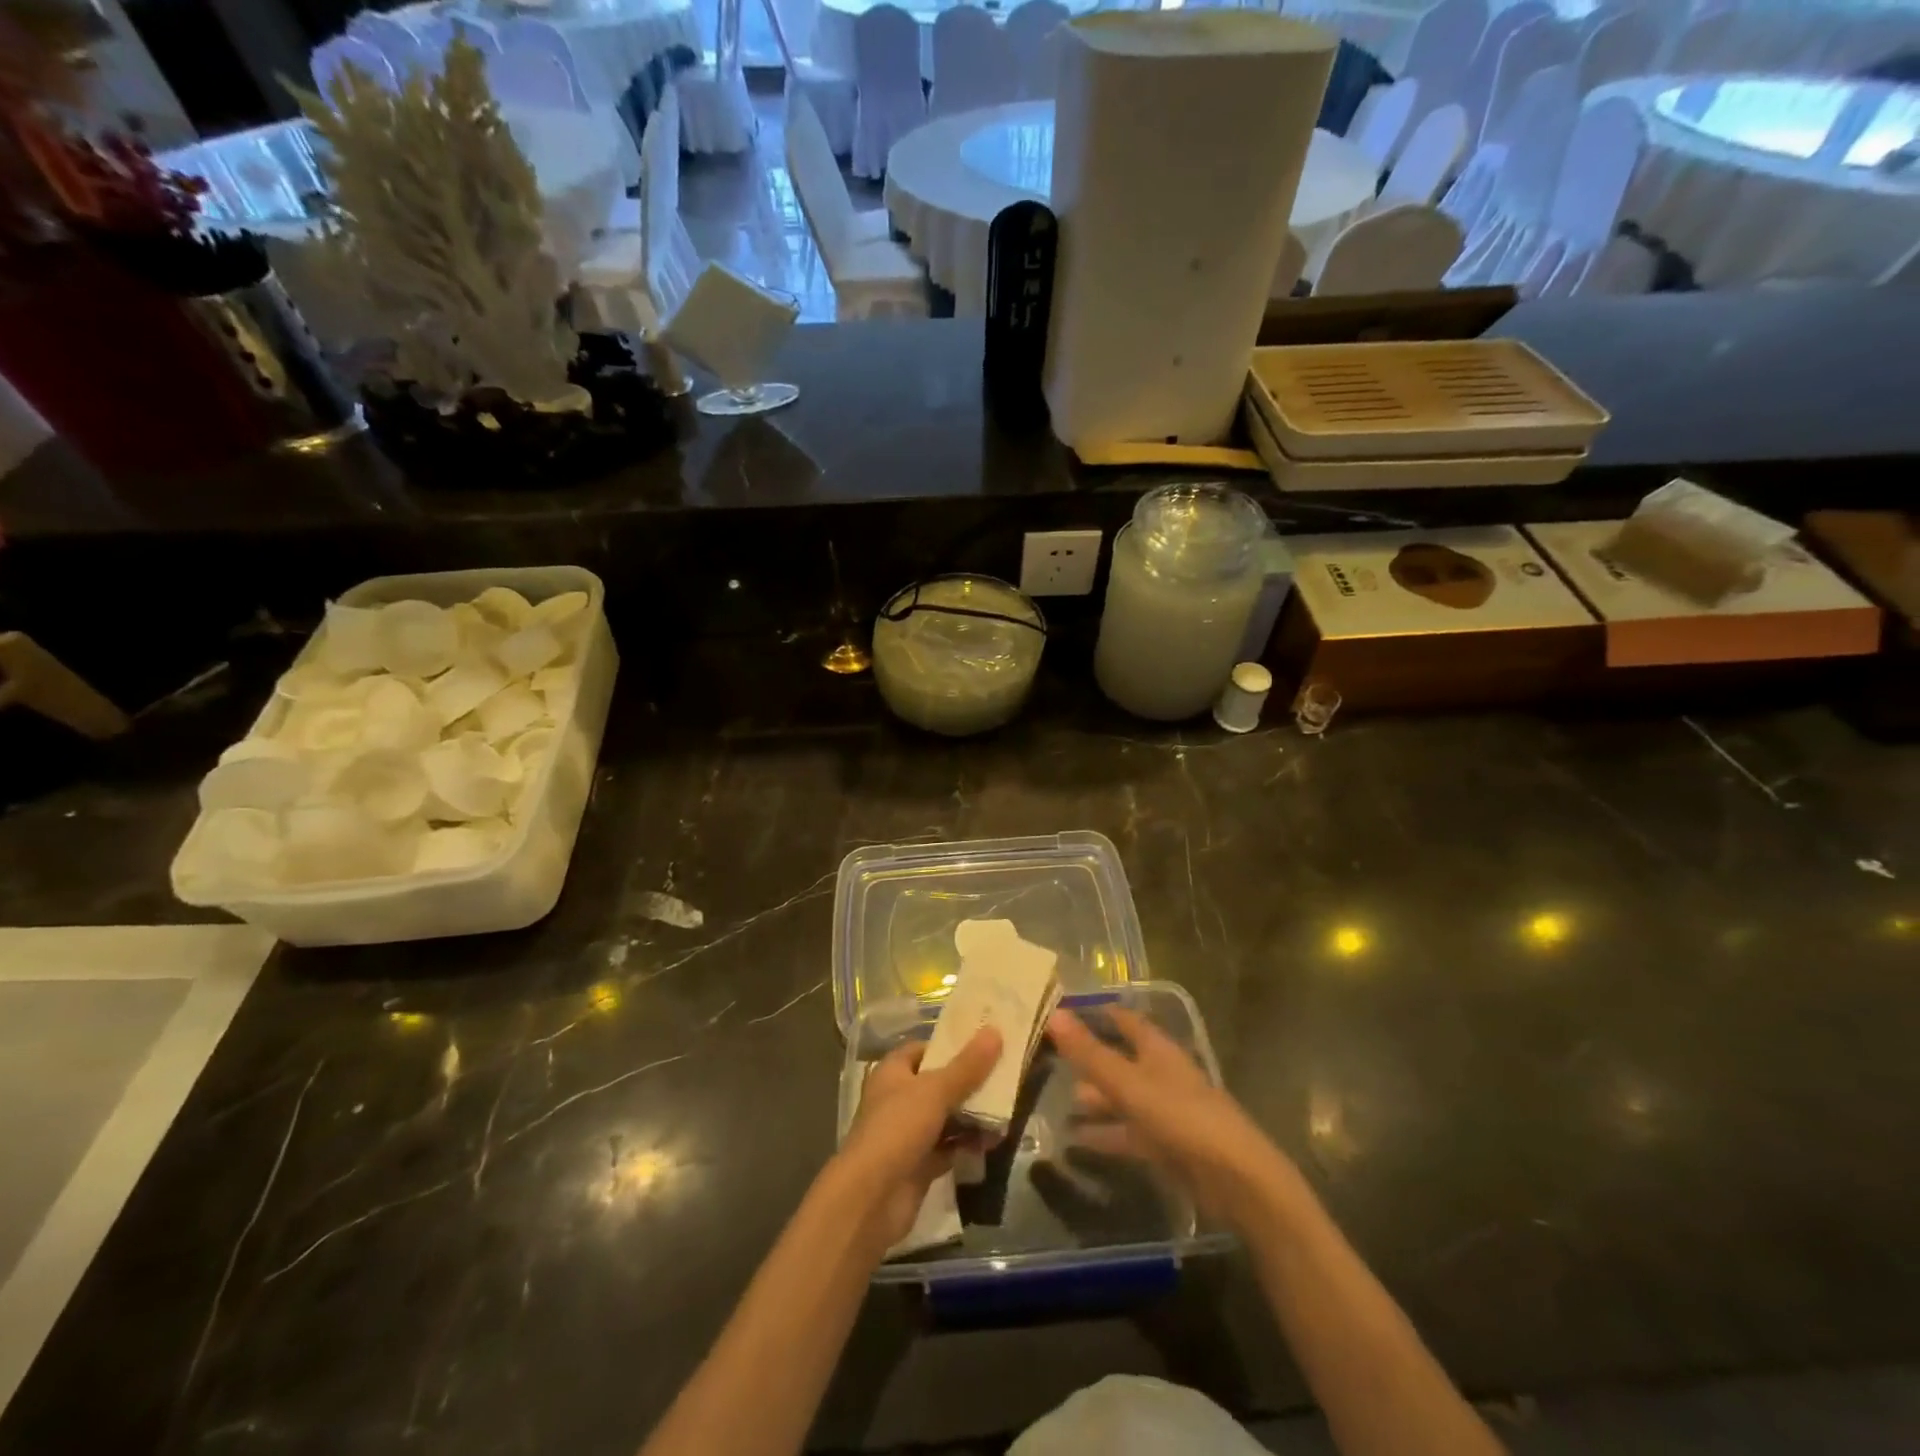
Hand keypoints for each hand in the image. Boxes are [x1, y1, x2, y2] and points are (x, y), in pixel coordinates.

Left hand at [831, 1028, 1002, 1251]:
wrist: (871, 1200)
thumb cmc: (898, 1129)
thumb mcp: (935, 1091)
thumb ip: (967, 1066)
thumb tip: (995, 1030)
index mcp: (894, 1072)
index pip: (925, 1049)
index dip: (952, 1045)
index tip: (985, 1043)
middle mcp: (899, 1099)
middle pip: (940, 1083)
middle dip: (970, 1082)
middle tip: (1006, 1076)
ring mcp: (909, 1134)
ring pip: (947, 1117)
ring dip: (974, 1115)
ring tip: (1008, 1110)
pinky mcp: (919, 1165)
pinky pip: (949, 1147)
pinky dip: (969, 1144)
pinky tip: (995, 1141)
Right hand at [1047, 1007, 1292, 1230]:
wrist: (1235, 1180)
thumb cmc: (1181, 1117)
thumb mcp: (1128, 1083)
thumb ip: (1090, 1053)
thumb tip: (1053, 1014)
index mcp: (1158, 1050)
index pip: (1124, 1020)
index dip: (1097, 1013)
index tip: (1064, 1011)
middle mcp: (1161, 1074)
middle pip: (1121, 1060)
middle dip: (1090, 1060)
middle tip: (1051, 1060)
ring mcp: (1165, 1111)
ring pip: (1122, 1098)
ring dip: (1095, 1100)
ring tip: (1056, 1103)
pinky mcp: (1166, 1146)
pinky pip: (1128, 1133)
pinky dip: (1104, 1134)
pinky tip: (1076, 1140)